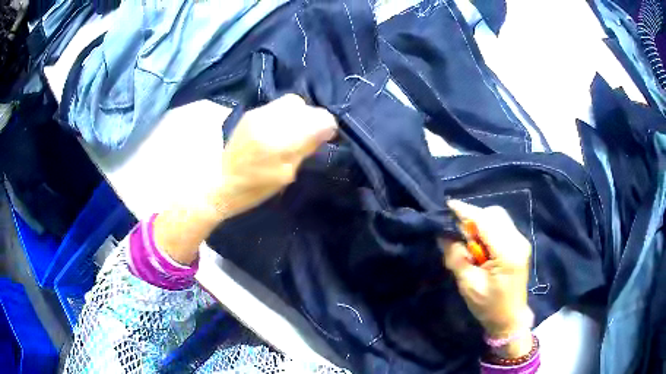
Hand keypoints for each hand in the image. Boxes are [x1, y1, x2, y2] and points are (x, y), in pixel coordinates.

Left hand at [211, 94, 337, 217]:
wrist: (220, 180)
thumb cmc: (254, 188)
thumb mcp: (286, 175)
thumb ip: (306, 148)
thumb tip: (326, 130)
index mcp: (279, 141)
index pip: (319, 119)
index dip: (327, 127)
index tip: (325, 138)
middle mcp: (269, 120)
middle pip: (305, 107)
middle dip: (312, 119)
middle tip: (308, 135)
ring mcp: (258, 113)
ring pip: (292, 102)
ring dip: (299, 115)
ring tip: (293, 131)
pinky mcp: (251, 112)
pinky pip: (278, 105)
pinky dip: (285, 114)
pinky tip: (279, 128)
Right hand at [439, 200, 532, 356]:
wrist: (510, 319)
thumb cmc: (489, 307)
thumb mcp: (468, 285)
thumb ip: (456, 257)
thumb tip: (443, 235)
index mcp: (507, 253)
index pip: (485, 222)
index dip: (466, 212)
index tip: (448, 206)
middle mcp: (518, 241)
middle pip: (494, 214)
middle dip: (474, 217)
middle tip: (458, 235)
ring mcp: (521, 241)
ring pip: (498, 218)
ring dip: (481, 224)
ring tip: (469, 244)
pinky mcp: (519, 245)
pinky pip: (502, 227)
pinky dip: (488, 230)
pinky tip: (480, 247)